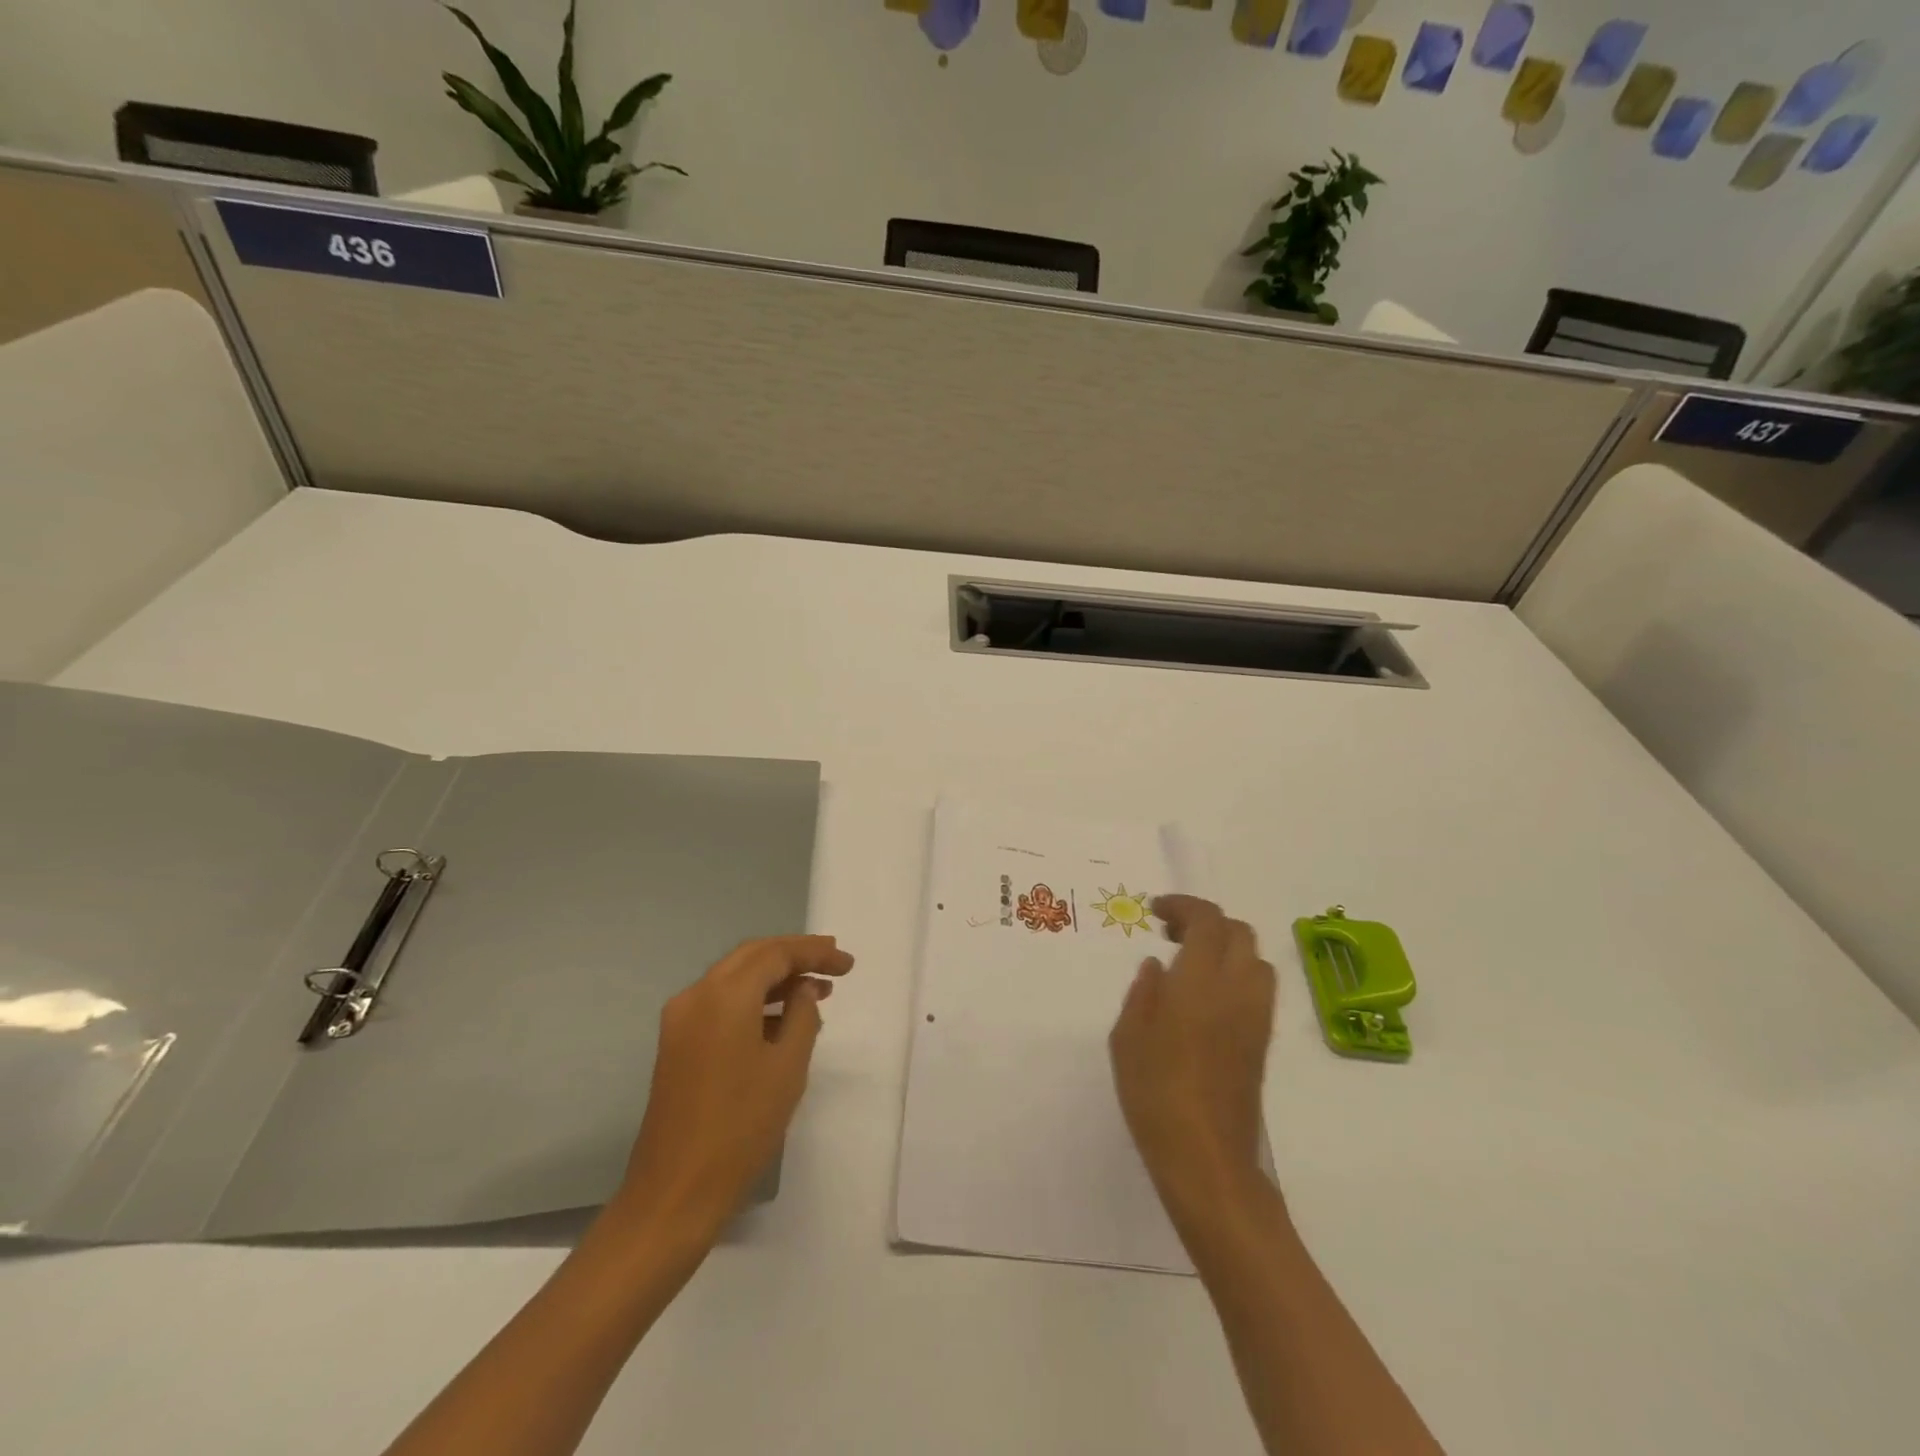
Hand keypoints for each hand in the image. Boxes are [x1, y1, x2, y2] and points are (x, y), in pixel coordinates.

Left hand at [617, 935, 853, 1238]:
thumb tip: (803, 989)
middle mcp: (696, 996)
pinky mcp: (677, 1044)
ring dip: (775, 979)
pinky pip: (721, 1004)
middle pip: (752, 957)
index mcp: (724, 995)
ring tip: (817, 991)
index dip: (815, 953)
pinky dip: (754, 1001)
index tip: (847, 964)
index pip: (775, 954)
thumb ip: (802, 1015)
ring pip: (735, 978)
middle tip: (833, 962)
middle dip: (794, 956)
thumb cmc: (740, 1127)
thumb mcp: (787, 1067)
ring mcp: (681, 1021)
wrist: (674, 1193)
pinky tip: (783, 1020)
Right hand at [1109, 896, 1275, 1216]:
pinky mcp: (1262, 1043)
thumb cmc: (1154, 1092)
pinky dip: (1237, 975)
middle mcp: (1237, 990)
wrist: (1206, 1158)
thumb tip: (1158, 966)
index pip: (1208, 920)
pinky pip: (1258, 989)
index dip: (1183, 905)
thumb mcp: (1127, 1037)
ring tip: (1192, 965)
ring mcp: (1256, 1017)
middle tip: (1171, 934)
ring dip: (1227, 948)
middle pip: (1239, 932)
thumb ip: (1143, 992)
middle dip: (1206, 922)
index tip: (1155, 911)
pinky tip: (1206, 999)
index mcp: (1200, 981)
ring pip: (1256, 959)